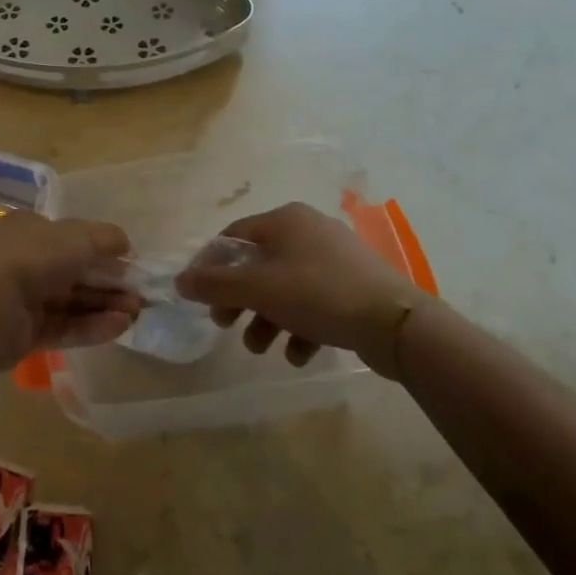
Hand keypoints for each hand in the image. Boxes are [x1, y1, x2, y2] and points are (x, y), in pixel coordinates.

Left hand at [0, 211, 139, 361]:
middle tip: (141, 295)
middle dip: (110, 283)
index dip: (102, 250)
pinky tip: (120, 327)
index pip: (72, 238)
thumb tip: (126, 244)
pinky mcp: (26, 333)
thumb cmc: (34, 257)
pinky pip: (65, 327)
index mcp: (30, 230)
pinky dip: (92, 326)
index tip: (131, 263)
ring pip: (72, 302)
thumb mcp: (78, 237)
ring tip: (136, 313)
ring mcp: (24, 299)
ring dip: (105, 306)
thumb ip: (106, 238)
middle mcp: (26, 262)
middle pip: (76, 273)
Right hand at [176, 202, 432, 368]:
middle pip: (258, 264)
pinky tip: (299, 355)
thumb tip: (181, 280)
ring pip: (285, 288)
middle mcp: (308, 231)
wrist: (395, 323)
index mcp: (285, 220)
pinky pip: (314, 303)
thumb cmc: (318, 294)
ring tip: (262, 349)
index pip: (233, 236)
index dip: (210, 265)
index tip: (198, 296)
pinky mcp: (353, 287)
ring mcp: (334, 259)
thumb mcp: (258, 289)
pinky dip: (300, 327)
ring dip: (267, 319)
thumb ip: (215, 285)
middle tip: (225, 325)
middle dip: (239, 299)